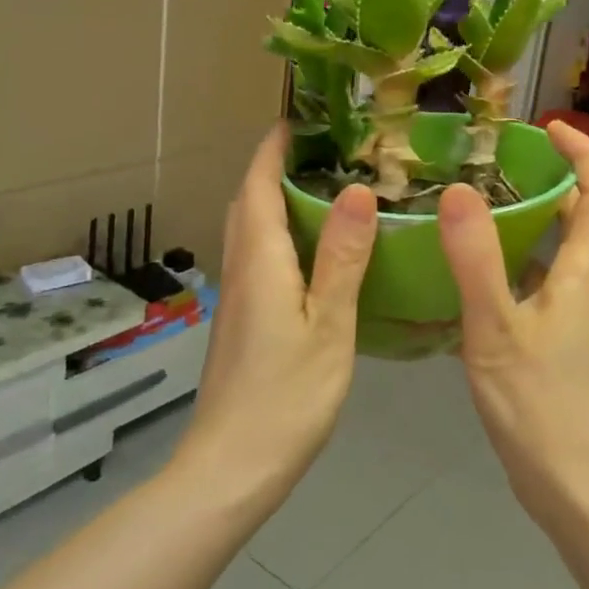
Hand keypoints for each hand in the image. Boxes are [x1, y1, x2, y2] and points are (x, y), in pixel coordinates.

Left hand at [170, 127, 377, 511]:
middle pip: (246, 204)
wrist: (232, 467)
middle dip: (270, 169)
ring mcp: (236, 300)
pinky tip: (312, 254)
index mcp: (260, 262)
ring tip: (320, 191)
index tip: (295, 120)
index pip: (257, 187)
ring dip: (271, 201)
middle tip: (317, 152)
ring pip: (248, 233)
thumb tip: (355, 191)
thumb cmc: (287, 395)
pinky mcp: (241, 323)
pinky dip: (278, 236)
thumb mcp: (329, 324)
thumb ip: (342, 257)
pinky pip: (256, 259)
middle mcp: (241, 271)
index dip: (271, 150)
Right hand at [438, 121, 588, 529]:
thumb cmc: (542, 406)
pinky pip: (535, 285)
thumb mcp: (497, 329)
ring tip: (470, 208)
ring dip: (525, 222)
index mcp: (584, 271)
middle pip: (579, 216)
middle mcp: (586, 285)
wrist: (578, 488)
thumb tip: (458, 190)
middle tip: (494, 163)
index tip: (547, 128)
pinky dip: (509, 266)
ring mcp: (573, 317)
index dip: (583, 152)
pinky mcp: (556, 343)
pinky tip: (464, 276)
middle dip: (547, 179)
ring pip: (554, 252)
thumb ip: (476, 260)